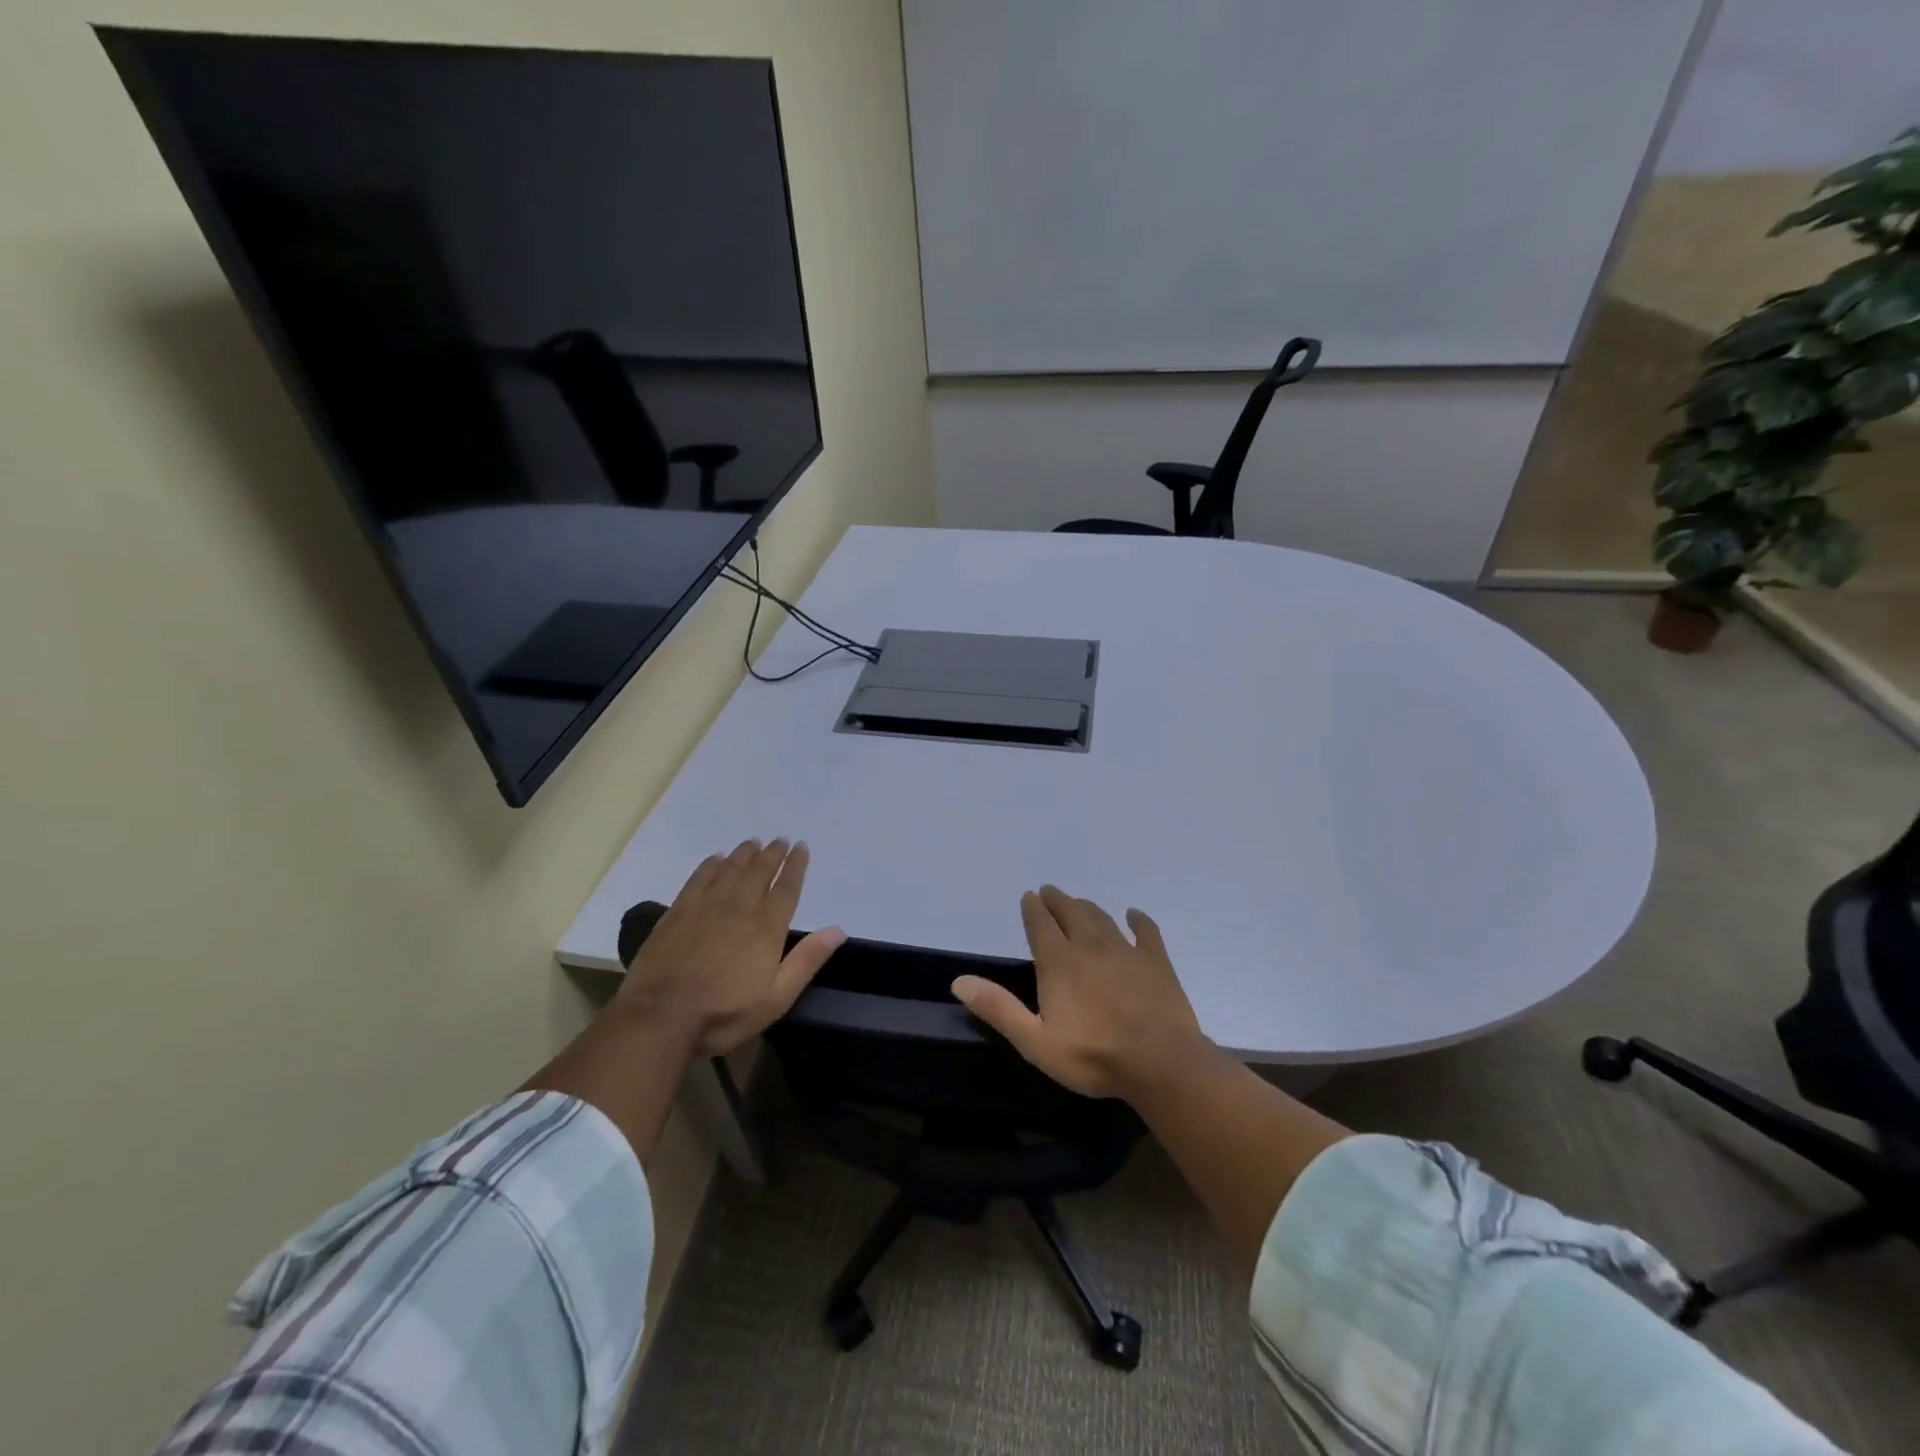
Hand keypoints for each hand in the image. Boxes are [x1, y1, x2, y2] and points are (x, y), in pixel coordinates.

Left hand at [617, 839, 844, 1056]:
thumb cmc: (725, 1013)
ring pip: (730, 870)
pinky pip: (699, 878)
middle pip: (759, 872)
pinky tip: (716, 858)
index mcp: (766, 928)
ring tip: (754, 842)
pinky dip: (711, 865)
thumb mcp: (776, 998)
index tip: (801, 847)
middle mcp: (739, 908)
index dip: (796, 865)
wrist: (661, 1017)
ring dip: (745, 854)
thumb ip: (807, 961)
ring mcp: (706, 907)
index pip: (786, 888)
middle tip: (780, 840)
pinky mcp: (678, 912)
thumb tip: (838, 930)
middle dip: (772, 854)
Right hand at [951, 885, 1208, 1099]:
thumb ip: (999, 1009)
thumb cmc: (1093, 1056)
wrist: (1161, 1063)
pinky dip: (1138, 920)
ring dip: (1087, 907)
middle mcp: (1090, 946)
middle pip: (1070, 912)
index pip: (1041, 924)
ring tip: (1079, 902)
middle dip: (1057, 900)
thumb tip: (959, 981)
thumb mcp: (1035, 1041)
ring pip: (1102, 918)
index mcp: (1059, 961)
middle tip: (1049, 892)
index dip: (1032, 908)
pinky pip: (1146, 932)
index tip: (1029, 897)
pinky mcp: (1156, 962)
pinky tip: (1134, 915)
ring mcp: (1126, 951)